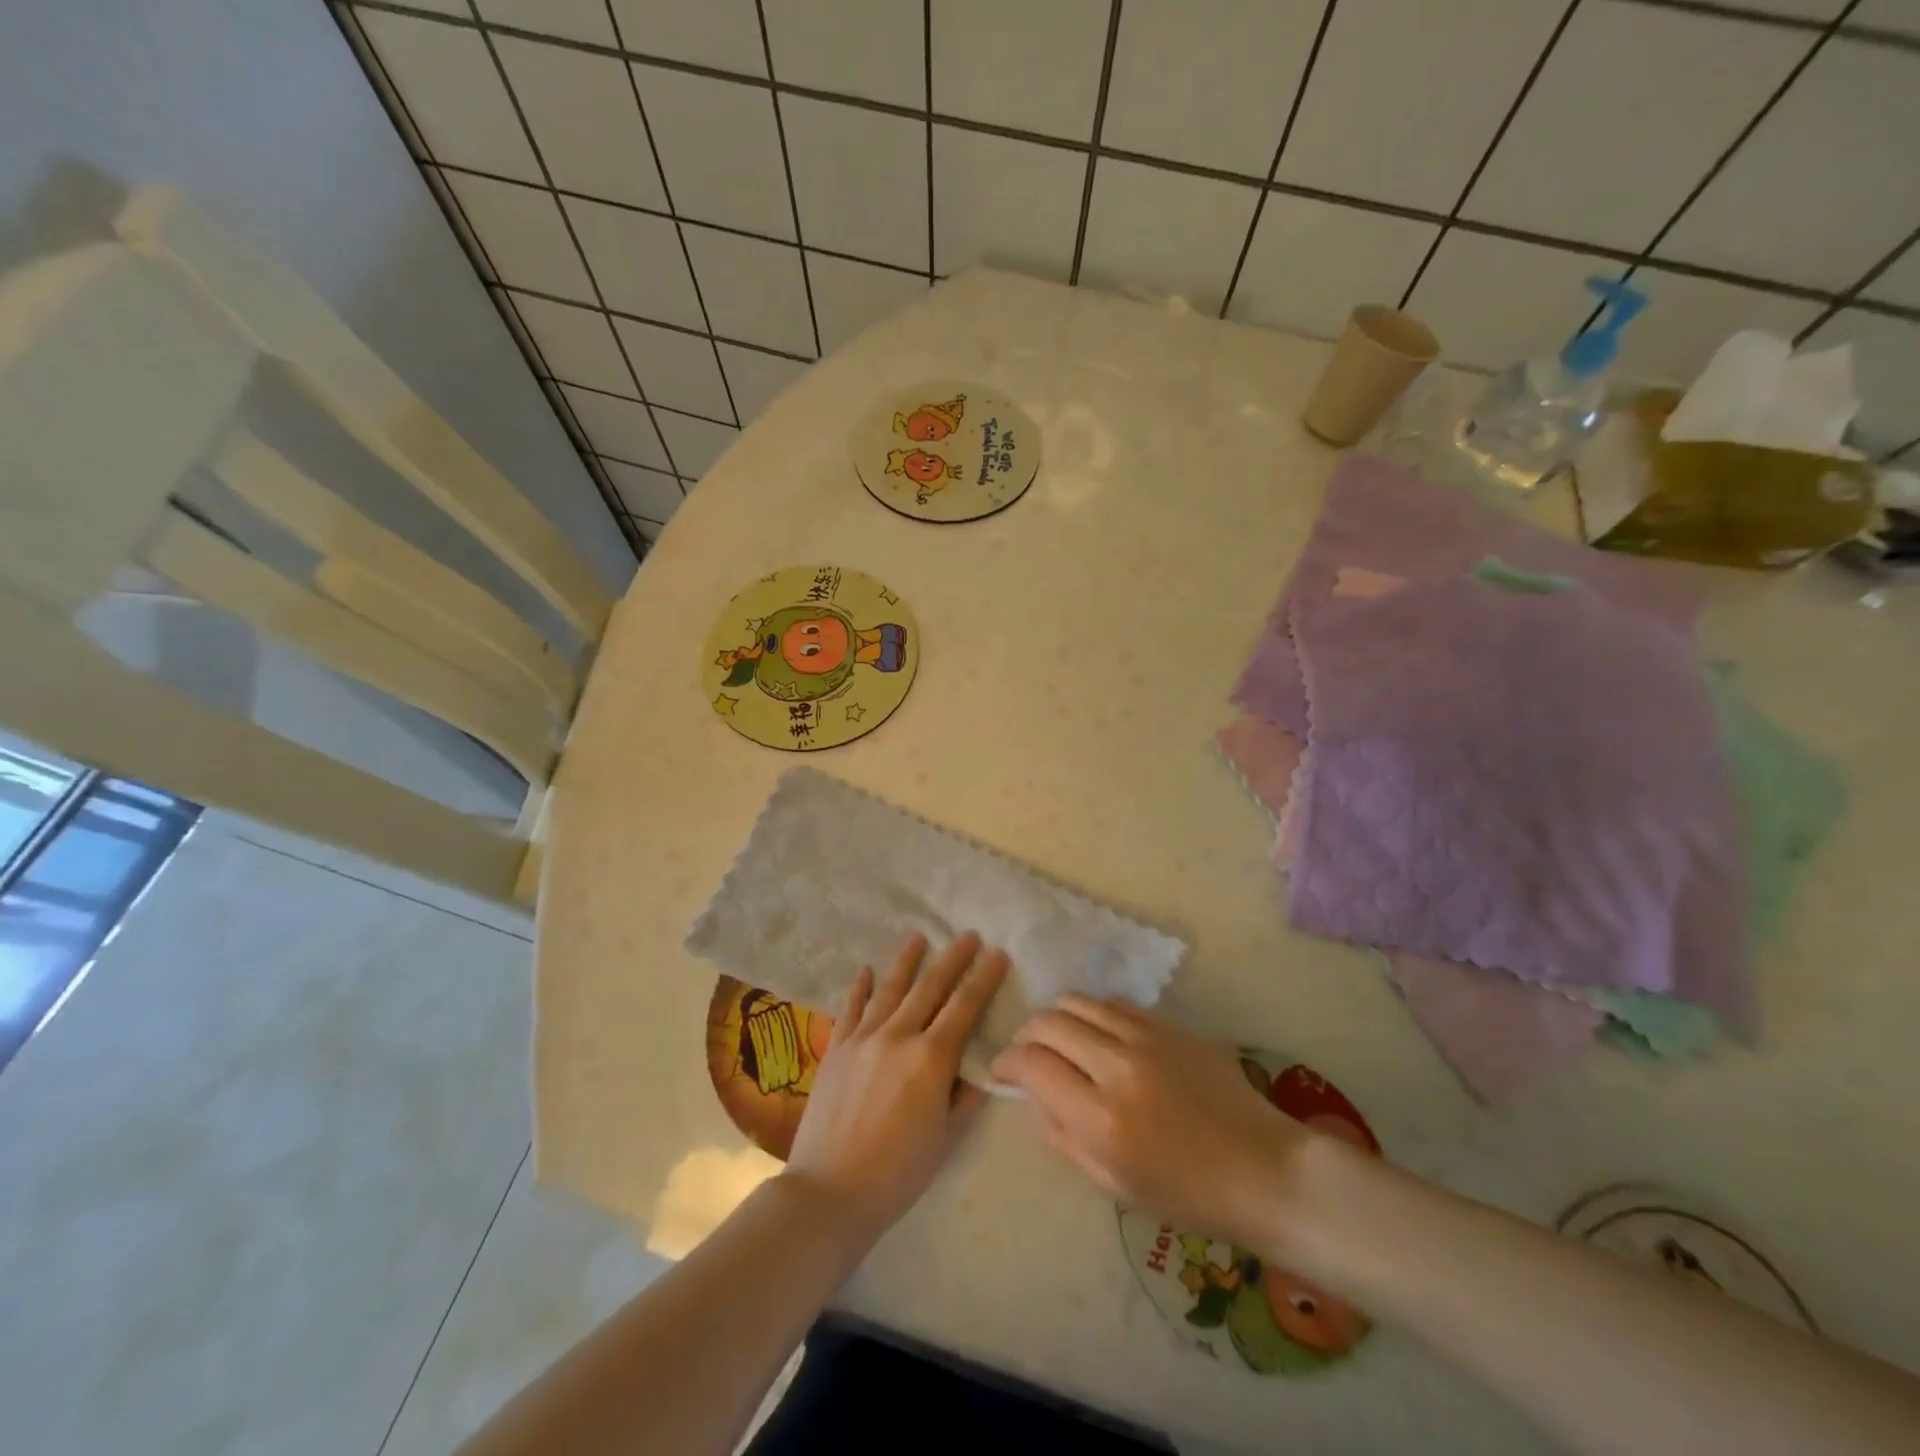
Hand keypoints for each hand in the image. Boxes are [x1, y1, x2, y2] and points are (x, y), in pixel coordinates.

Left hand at [783, 931, 1007, 1240]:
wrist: (829, 1191)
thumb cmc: (899, 1172)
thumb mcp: (947, 1137)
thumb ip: (966, 1094)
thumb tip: (978, 1064)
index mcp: (931, 1058)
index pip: (965, 1007)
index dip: (984, 979)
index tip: (998, 954)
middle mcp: (898, 1035)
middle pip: (930, 987)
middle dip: (953, 959)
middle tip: (968, 935)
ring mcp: (862, 1038)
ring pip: (889, 988)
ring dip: (907, 960)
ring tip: (919, 936)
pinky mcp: (836, 1048)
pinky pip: (851, 1008)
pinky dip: (860, 987)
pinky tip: (866, 970)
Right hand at [990, 998, 1311, 1256]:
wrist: (1265, 1170)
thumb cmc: (1187, 1195)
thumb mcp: (1111, 1184)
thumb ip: (1061, 1134)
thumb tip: (1033, 1093)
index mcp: (1102, 1117)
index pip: (1032, 1064)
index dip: (1006, 1063)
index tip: (1002, 1071)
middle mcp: (1119, 1066)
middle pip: (1049, 1022)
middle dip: (1027, 1037)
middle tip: (1029, 1057)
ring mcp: (1148, 1037)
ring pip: (1079, 1002)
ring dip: (1058, 1019)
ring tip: (1062, 1042)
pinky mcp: (1171, 1025)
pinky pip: (1115, 1004)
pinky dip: (1094, 1015)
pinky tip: (1101, 1037)